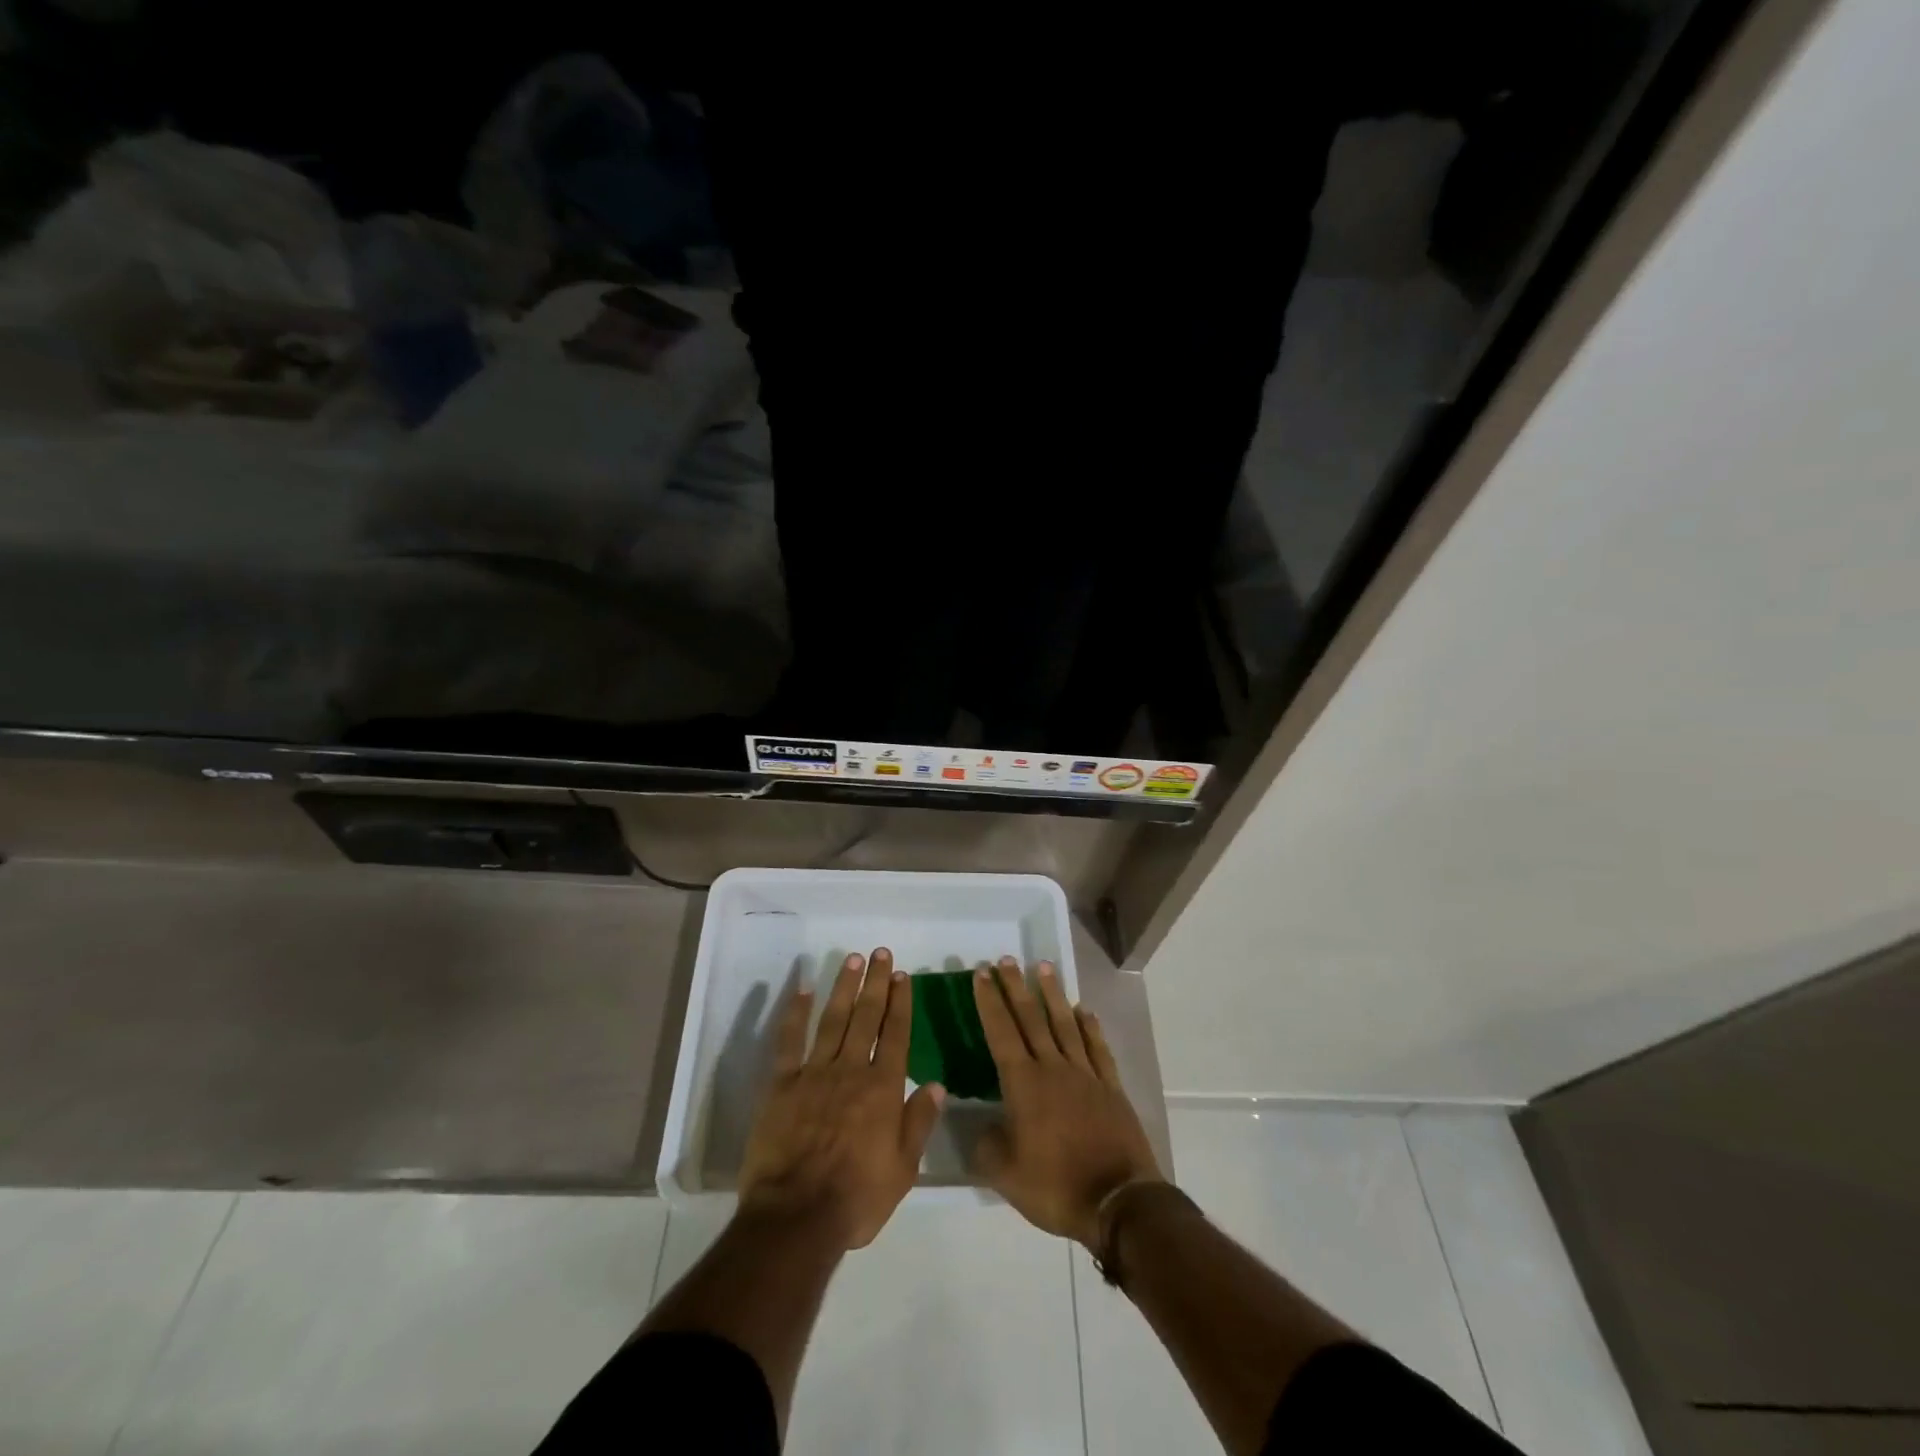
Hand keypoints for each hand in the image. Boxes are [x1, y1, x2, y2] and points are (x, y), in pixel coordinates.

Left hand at [739, 948, 945, 1250]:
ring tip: (853, 960)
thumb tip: (937, 1084)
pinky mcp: (782, 1084)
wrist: (797, 1217)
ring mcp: (815, 1073)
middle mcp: (851, 1070)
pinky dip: (796, 1013)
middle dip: (876, 983)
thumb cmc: (856, 1198)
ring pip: (833, 1020)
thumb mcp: (903, 1169)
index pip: (896, 1034)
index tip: (903, 976)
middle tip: (880, 953)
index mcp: (883, 1089)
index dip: (900, 1002)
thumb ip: (919, 1122)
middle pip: (867, 1017)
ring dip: (844, 987)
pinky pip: (790, 1041)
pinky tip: (804, 990)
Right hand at [972, 957, 1162, 1248]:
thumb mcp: (1005, 1175)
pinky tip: (1084, 1011)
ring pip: (1065, 1024)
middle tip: (1006, 959)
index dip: (990, 1001)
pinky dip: (1090, 1027)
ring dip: (1053, 994)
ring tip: (1044, 967)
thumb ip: (985, 1145)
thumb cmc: (1055, 1186)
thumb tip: (979, 1124)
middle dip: (1016, 987)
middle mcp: (1053, 1068)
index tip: (982, 973)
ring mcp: (1085, 1075)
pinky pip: (1097, 1048)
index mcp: (1024, 1084)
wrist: (1118, 1201)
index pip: (1001, 1031)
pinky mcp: (1110, 1087)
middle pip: (1031, 1018)